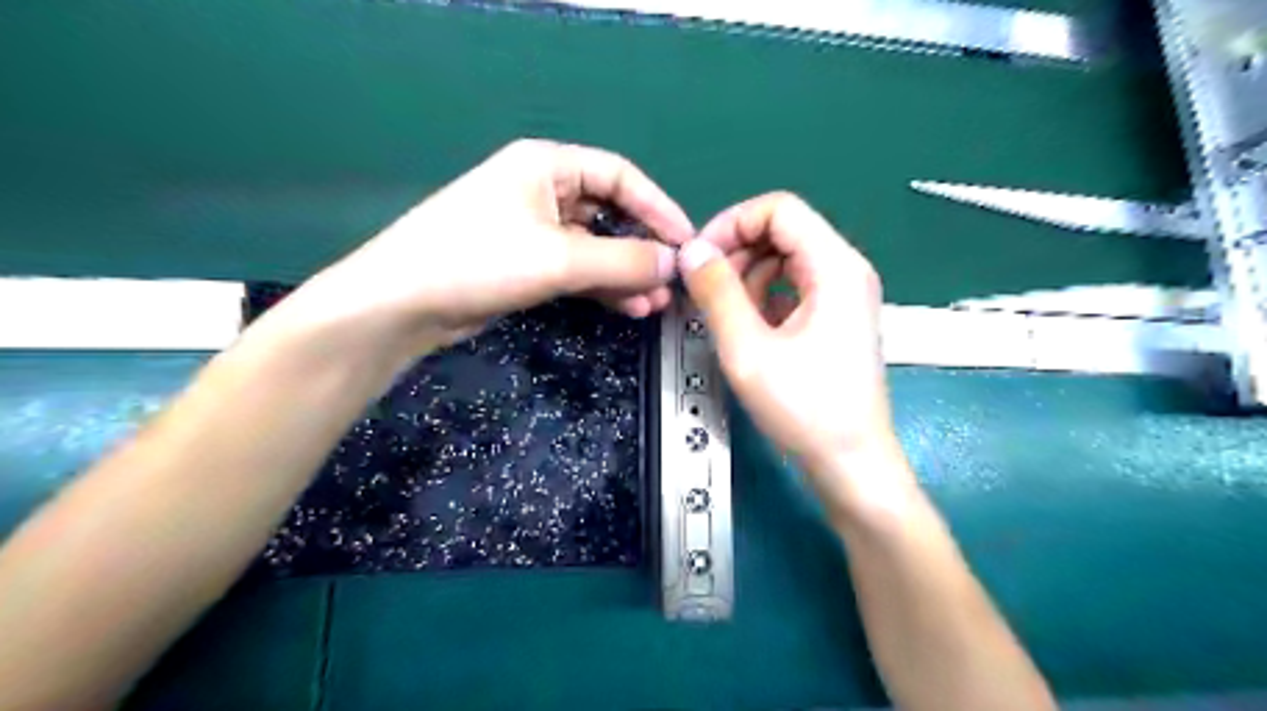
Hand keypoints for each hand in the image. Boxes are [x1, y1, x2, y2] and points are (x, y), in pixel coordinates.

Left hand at [277, 139, 691, 357]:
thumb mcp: (559, 257)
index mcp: (547, 165)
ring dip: (626, 273)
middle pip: (610, 213)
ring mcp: (534, 229)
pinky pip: (577, 269)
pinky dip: (602, 286)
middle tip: (672, 282)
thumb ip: (623, 259)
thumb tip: (675, 264)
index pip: (620, 177)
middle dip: (643, 248)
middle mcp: (543, 190)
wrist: (404, 304)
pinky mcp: (526, 263)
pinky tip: (628, 307)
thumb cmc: (479, 260)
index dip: (658, 207)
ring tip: (655, 304)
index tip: (687, 242)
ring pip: (595, 247)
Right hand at [679, 195, 915, 521]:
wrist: (851, 463)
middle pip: (783, 230)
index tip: (700, 259)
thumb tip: (691, 250)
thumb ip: (717, 293)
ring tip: (722, 313)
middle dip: (737, 252)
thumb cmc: (805, 409)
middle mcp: (845, 270)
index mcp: (834, 267)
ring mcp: (844, 295)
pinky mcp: (836, 317)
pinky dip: (763, 297)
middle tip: (704, 290)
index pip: (779, 209)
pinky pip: (793, 286)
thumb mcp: (748, 349)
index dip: (732, 223)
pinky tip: (747, 327)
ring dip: (747, 276)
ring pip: (786, 259)